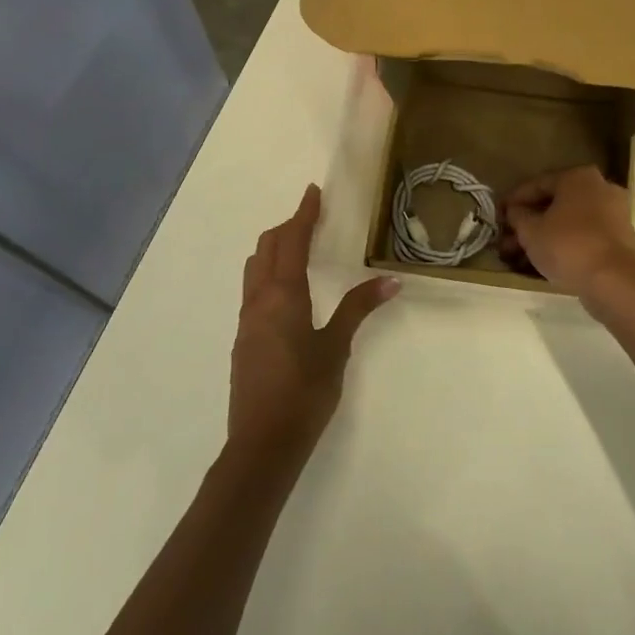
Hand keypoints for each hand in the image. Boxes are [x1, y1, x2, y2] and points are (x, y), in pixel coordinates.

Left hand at [230, 184, 398, 456]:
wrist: (262, 443)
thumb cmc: (304, 392)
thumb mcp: (335, 348)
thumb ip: (358, 309)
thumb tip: (390, 280)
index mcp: (283, 296)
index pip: (292, 242)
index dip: (303, 214)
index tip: (312, 192)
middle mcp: (259, 300)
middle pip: (267, 248)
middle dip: (287, 227)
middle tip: (311, 217)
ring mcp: (247, 320)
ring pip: (254, 268)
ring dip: (273, 249)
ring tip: (298, 247)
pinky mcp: (244, 339)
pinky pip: (253, 290)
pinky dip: (268, 273)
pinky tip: (287, 290)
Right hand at [502, 166, 634, 298]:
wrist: (615, 281)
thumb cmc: (568, 246)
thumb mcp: (531, 231)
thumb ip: (518, 216)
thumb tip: (515, 211)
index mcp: (579, 177)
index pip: (537, 184)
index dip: (513, 201)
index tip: (497, 216)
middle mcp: (600, 188)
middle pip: (554, 204)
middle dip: (527, 224)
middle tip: (506, 241)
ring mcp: (614, 214)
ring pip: (568, 223)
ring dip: (543, 237)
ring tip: (519, 257)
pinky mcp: (620, 239)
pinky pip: (583, 237)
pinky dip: (563, 246)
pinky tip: (544, 263)